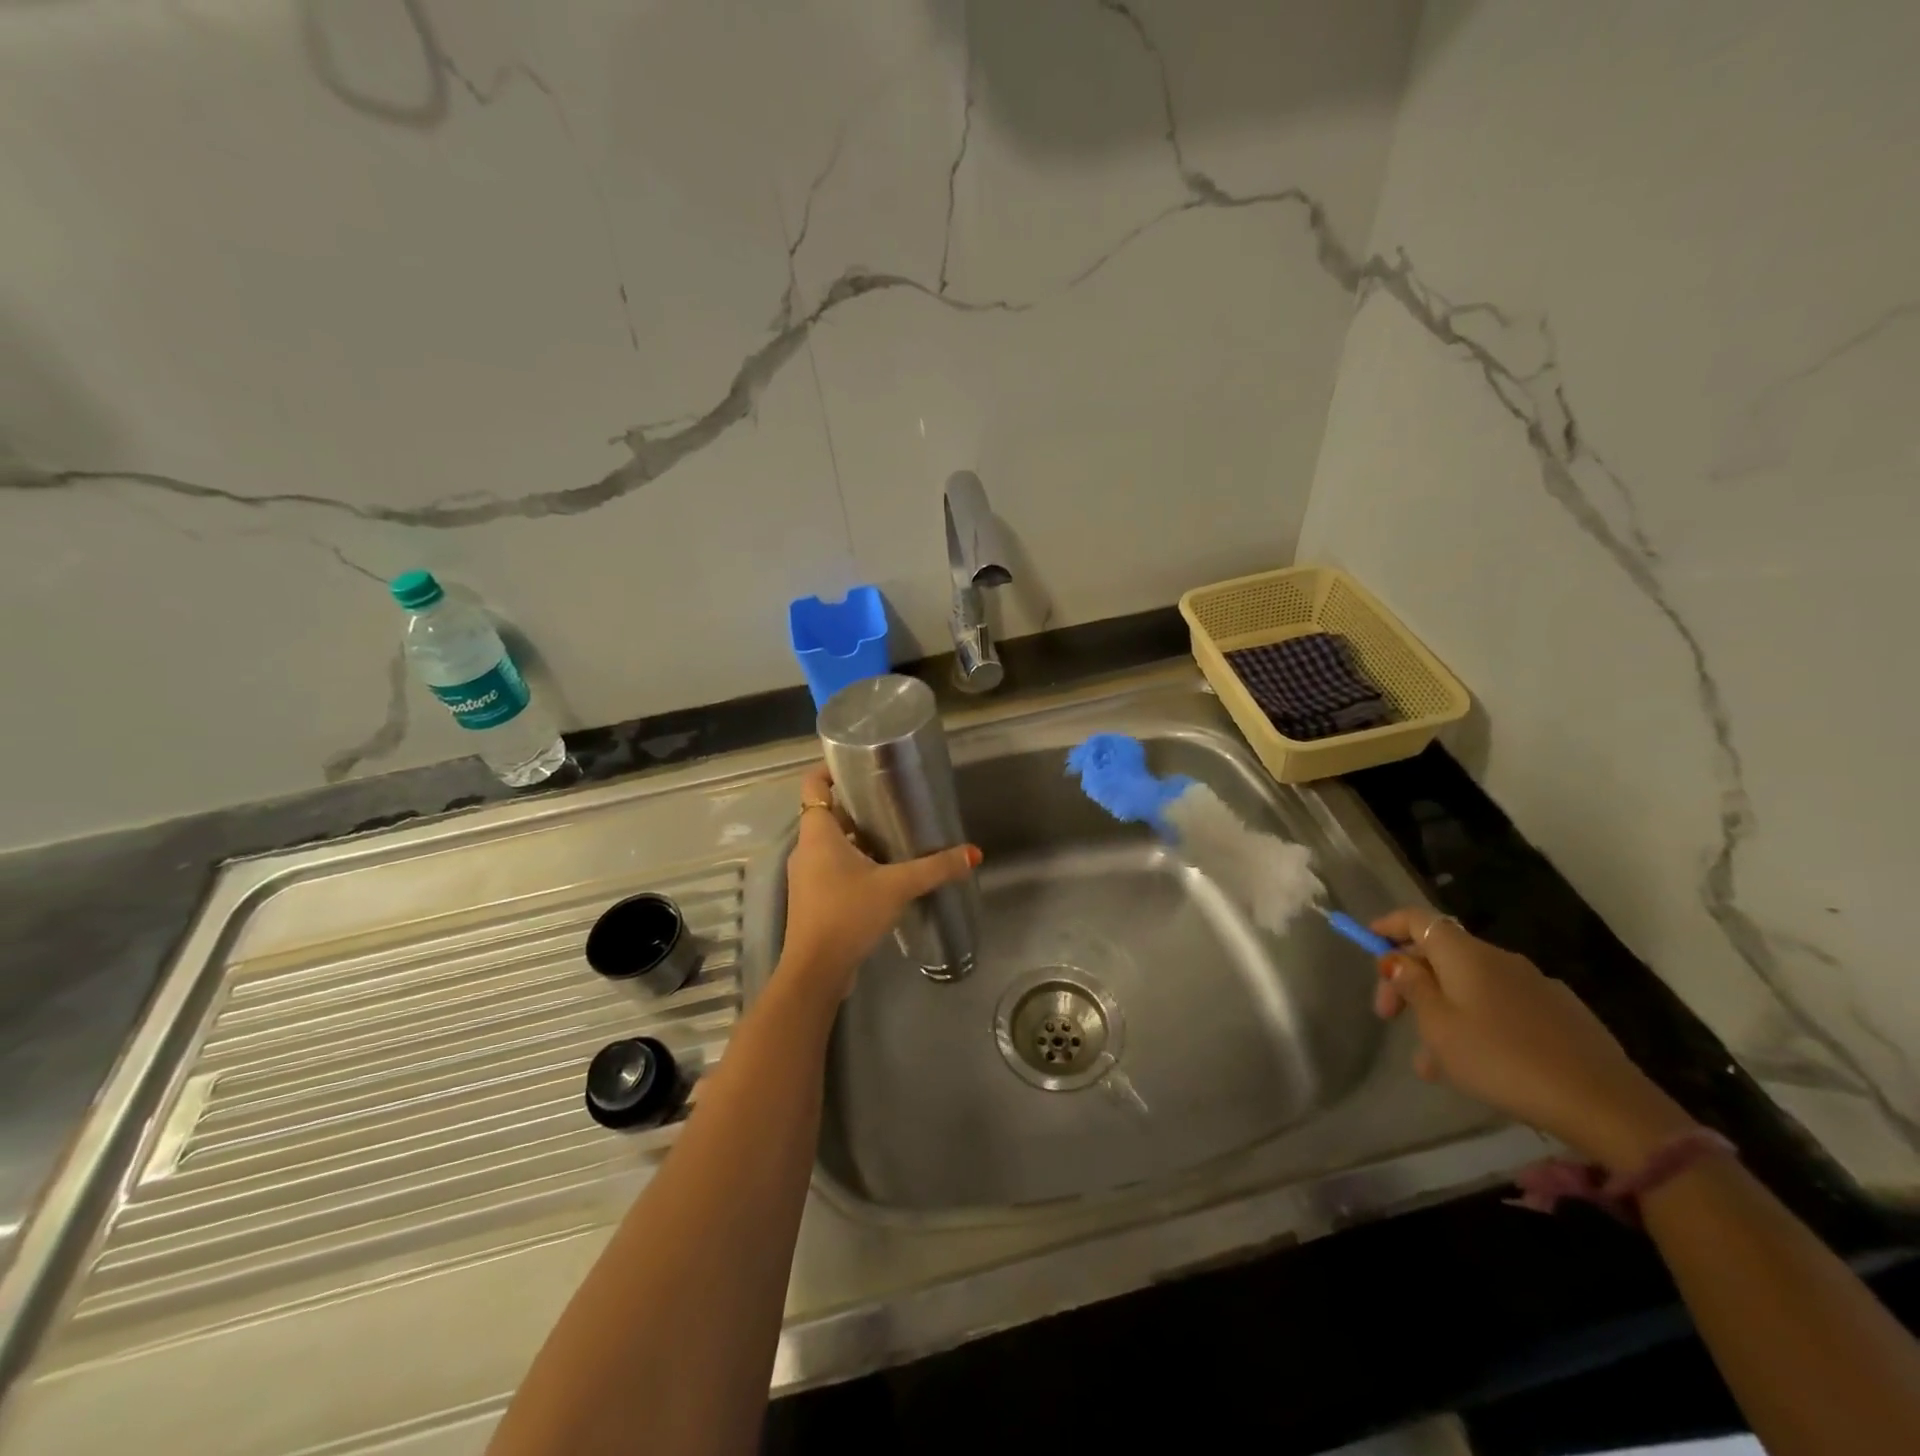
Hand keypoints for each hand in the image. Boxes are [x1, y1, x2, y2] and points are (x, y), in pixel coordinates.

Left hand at [779, 764, 981, 1000]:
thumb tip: (973, 853)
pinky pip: (833, 866)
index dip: (832, 768)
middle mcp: (806, 849)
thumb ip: (935, 868)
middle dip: (858, 805)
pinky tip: (885, 871)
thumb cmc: (848, 914)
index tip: (860, 763)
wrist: (816, 971)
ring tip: (895, 833)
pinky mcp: (814, 898)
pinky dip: (855, 861)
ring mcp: (807, 875)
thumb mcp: (897, 886)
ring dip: (859, 836)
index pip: (814, 783)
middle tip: (892, 800)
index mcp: (817, 833)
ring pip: (832, 842)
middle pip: (828, 813)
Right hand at [1370, 909, 1694, 1169]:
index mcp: (1466, 954)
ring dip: (1440, 1011)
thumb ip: (1413, 988)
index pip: (1417, 918)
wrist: (1604, 1104)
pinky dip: (1474, 1023)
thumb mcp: (1439, 1027)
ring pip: (1468, 987)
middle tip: (1388, 1017)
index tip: (1367, 941)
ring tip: (1429, 1063)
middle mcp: (1499, 959)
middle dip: (1408, 980)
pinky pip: (1499, 1006)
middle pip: (1440, 954)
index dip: (1388, 925)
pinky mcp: (1560, 1014)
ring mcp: (1534, 985)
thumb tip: (1399, 960)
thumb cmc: (1502, 1059)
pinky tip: (1474, 1066)